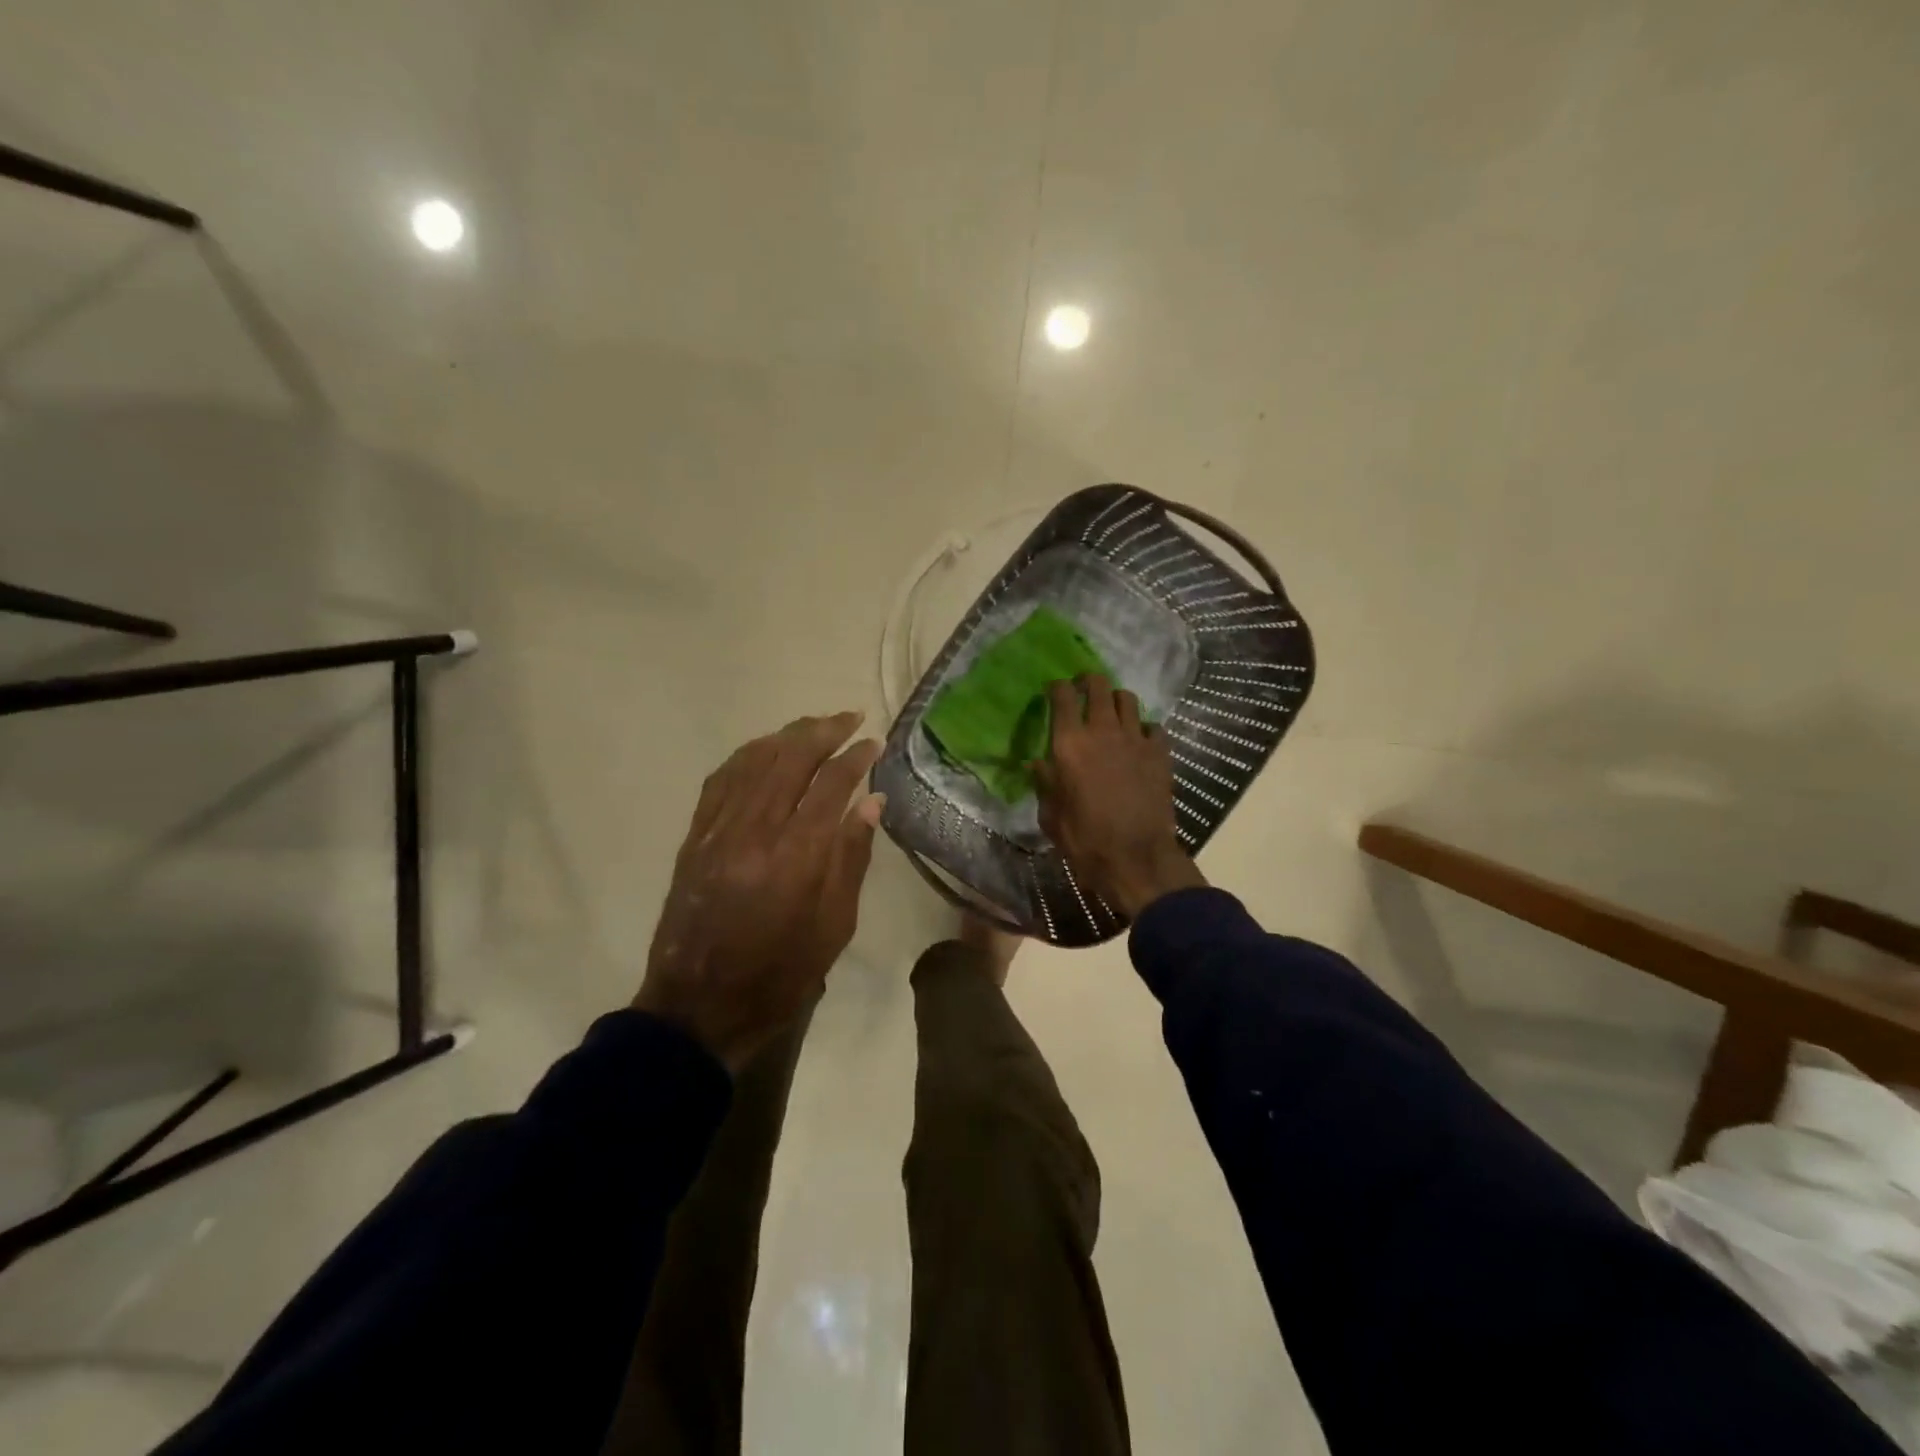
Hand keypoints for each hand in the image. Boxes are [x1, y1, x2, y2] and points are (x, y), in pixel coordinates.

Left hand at [636, 712, 883, 1071]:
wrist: (698, 1007)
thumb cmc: (779, 975)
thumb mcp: (834, 928)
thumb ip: (852, 858)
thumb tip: (871, 801)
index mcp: (795, 857)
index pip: (830, 785)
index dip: (854, 758)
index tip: (873, 743)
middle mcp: (754, 831)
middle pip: (790, 759)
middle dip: (823, 731)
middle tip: (849, 718)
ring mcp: (717, 831)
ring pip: (753, 761)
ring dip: (786, 736)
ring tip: (814, 725)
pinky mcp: (695, 837)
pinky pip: (721, 780)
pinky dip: (747, 755)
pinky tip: (765, 749)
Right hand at [1033, 675, 1205, 918]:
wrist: (1136, 858)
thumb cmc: (1085, 839)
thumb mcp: (1051, 815)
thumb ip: (1044, 783)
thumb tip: (1038, 764)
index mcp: (1070, 744)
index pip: (1063, 696)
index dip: (1057, 687)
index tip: (1054, 690)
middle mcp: (1103, 731)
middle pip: (1099, 685)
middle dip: (1089, 681)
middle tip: (1083, 689)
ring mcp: (1135, 739)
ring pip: (1128, 699)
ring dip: (1116, 700)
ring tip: (1112, 712)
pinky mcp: (1160, 753)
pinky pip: (1153, 727)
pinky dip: (1144, 728)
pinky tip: (1139, 741)